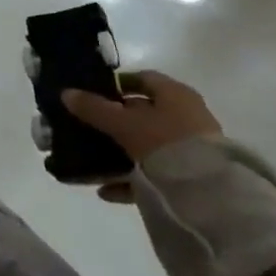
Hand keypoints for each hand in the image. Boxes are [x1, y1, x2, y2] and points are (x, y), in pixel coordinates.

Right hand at [62, 72, 220, 201]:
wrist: (209, 195)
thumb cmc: (165, 142)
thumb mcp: (124, 124)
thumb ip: (95, 109)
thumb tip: (66, 93)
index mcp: (175, 94)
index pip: (143, 79)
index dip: (118, 84)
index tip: (94, 93)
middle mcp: (186, 116)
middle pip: (144, 114)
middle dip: (115, 121)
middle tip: (89, 128)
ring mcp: (191, 148)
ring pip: (147, 145)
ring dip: (121, 153)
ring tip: (93, 162)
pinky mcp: (191, 178)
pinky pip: (154, 174)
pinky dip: (130, 180)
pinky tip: (106, 191)